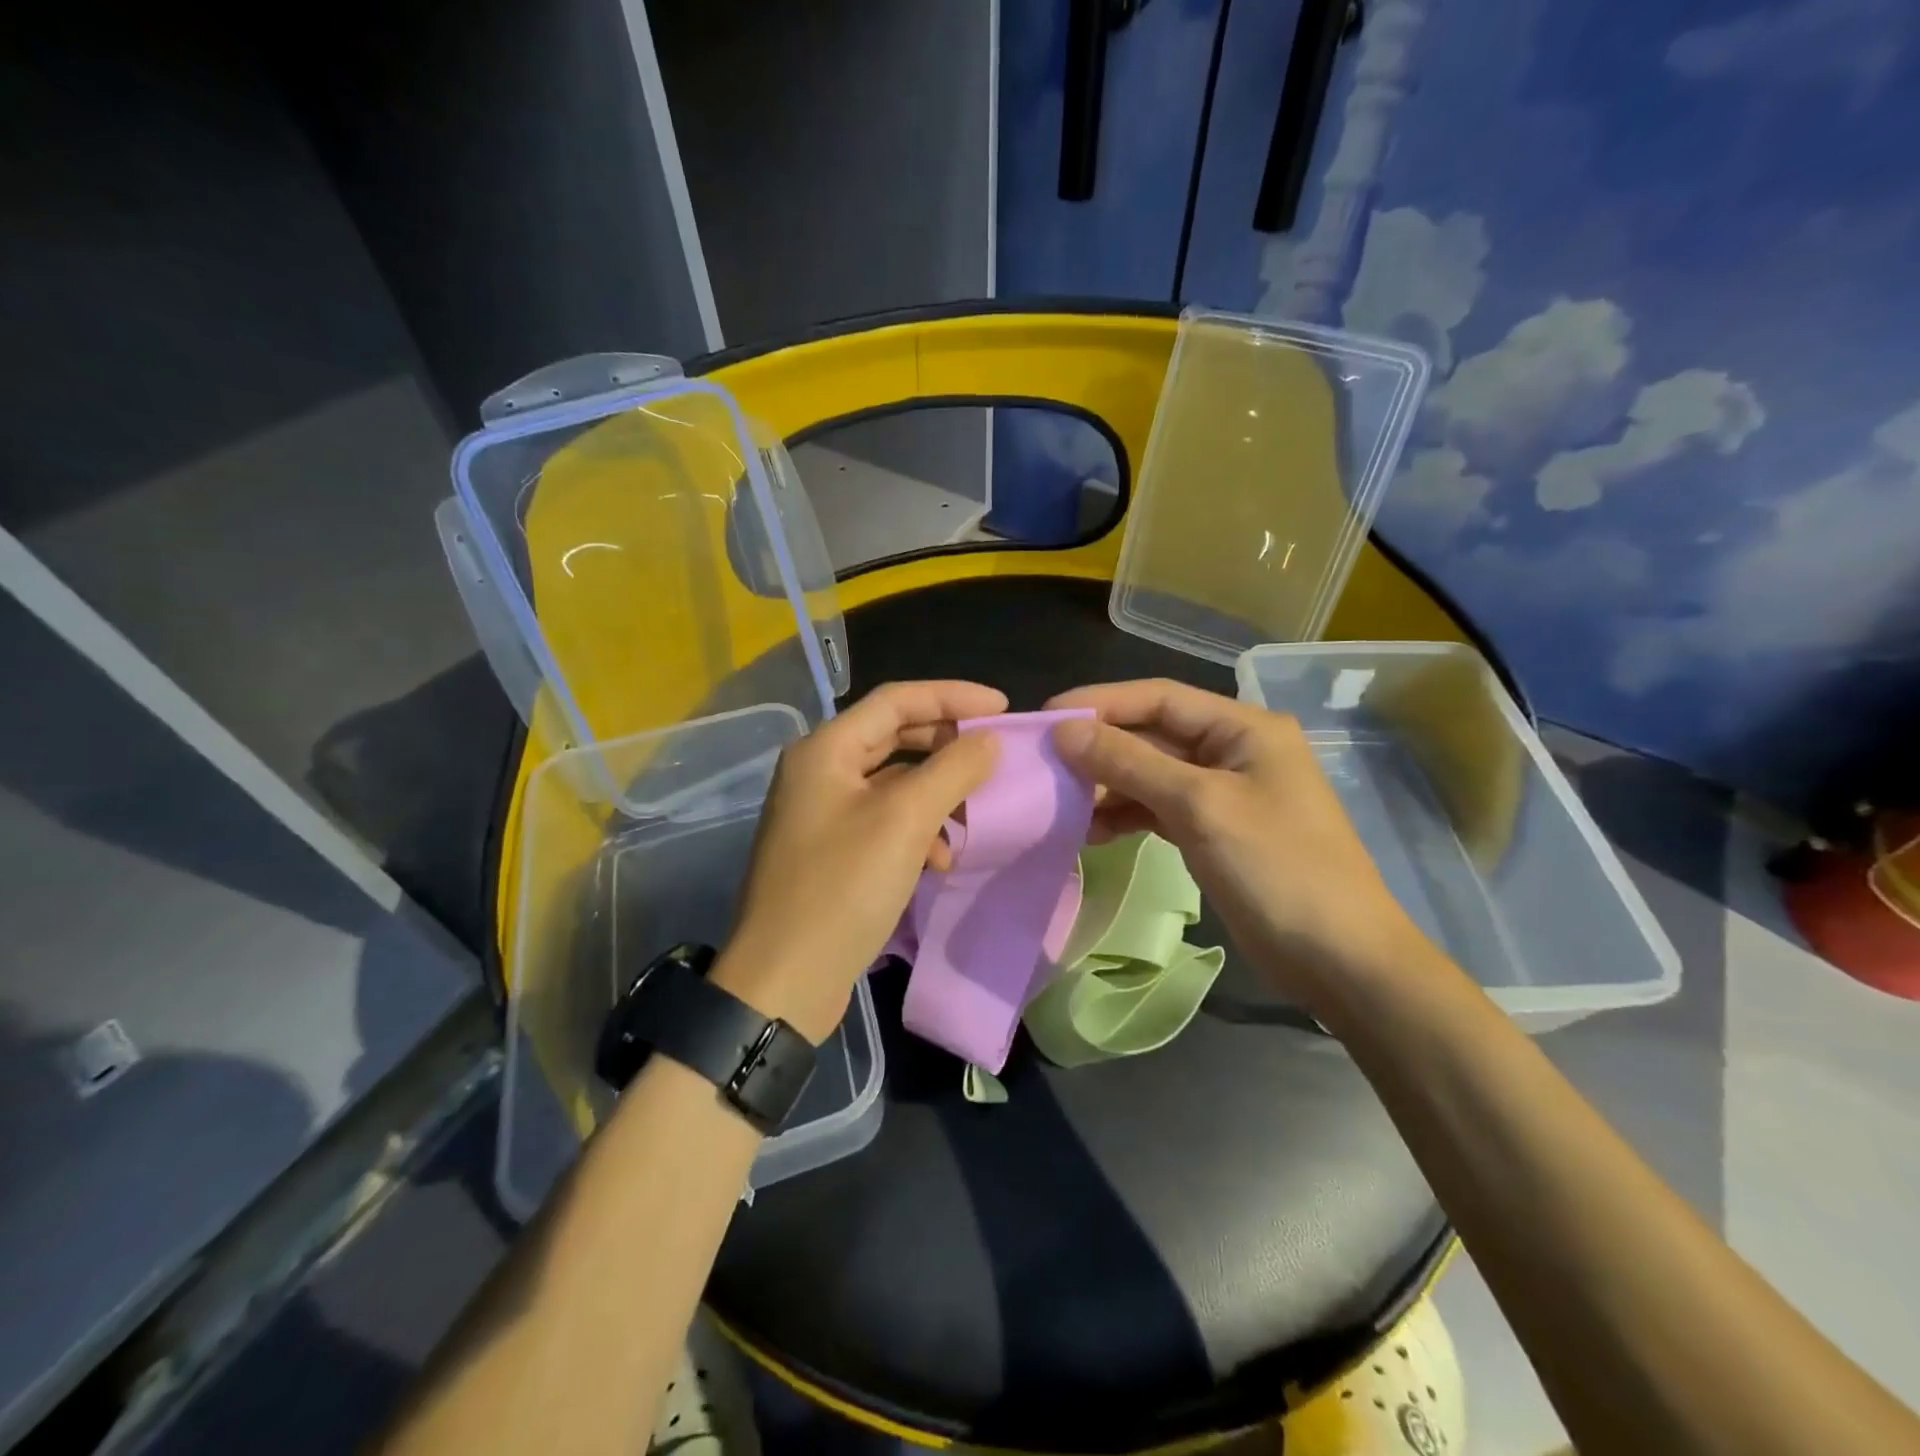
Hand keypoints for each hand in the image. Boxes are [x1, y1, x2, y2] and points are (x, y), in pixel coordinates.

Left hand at [716, 681, 1005, 1040]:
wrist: (785, 981)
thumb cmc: (843, 888)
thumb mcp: (905, 821)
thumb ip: (952, 770)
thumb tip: (989, 740)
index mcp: (825, 750)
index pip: (896, 700)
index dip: (952, 696)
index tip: (1002, 707)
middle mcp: (819, 772)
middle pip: (894, 737)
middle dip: (946, 744)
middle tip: (993, 753)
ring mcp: (822, 813)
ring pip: (893, 783)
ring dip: (935, 794)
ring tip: (971, 817)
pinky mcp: (832, 851)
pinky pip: (884, 821)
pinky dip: (917, 831)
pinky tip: (939, 860)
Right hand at [1047, 679, 1425, 1004]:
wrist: (1341, 961)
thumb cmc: (1278, 870)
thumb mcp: (1201, 808)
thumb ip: (1130, 764)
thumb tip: (1065, 731)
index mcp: (1243, 727)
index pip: (1159, 697)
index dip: (1100, 703)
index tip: (1046, 719)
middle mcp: (1232, 750)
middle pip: (1152, 735)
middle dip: (1100, 748)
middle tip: (1045, 765)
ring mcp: (1223, 793)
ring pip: (1150, 774)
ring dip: (1108, 787)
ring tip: (1063, 806)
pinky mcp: (1213, 831)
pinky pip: (1158, 809)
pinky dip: (1126, 816)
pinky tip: (1092, 832)